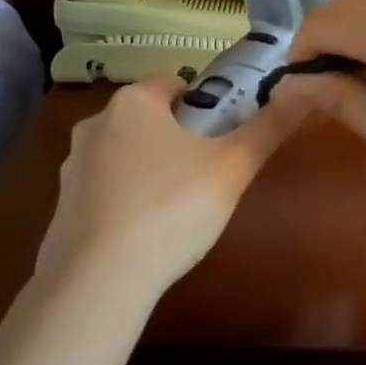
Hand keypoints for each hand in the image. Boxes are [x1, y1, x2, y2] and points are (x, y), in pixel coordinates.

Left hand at [35, 73, 310, 301]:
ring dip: (152, 169)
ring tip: (179, 208)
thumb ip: (269, 127)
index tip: (225, 137)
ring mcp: (72, 166)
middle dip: (180, 138)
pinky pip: (106, 190)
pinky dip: (126, 200)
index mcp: (132, 102)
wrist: (98, 281)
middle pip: (151, 118)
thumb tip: (304, 90)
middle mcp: (95, 124)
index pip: (177, 83)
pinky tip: (146, 233)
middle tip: (209, 174)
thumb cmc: (170, 209)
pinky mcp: (62, 206)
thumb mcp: (233, 167)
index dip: (207, 105)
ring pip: (126, 154)